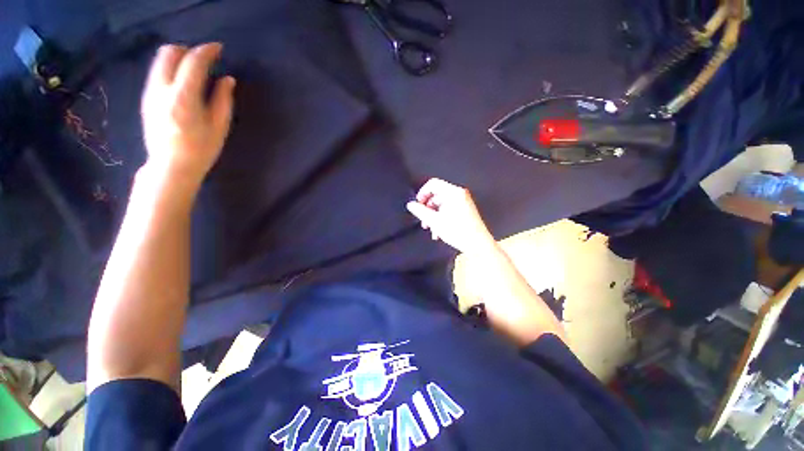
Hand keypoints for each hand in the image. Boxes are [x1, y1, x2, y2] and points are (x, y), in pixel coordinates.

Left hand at [140, 43, 235, 190]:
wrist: (171, 166)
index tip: (219, 48)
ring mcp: (150, 92)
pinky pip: (157, 73)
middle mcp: (162, 88)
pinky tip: (182, 82)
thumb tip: (227, 79)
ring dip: (178, 58)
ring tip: (194, 69)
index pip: (193, 61)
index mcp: (183, 96)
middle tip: (204, 59)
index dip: (207, 51)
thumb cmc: (201, 149)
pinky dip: (171, 69)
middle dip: (188, 50)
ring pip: (160, 61)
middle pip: (170, 53)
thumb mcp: (219, 126)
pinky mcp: (146, 98)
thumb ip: (223, 99)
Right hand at [406, 178, 495, 253]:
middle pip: (437, 195)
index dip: (422, 193)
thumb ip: (420, 211)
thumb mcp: (434, 221)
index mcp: (453, 192)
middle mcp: (459, 194)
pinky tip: (439, 232)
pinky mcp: (465, 210)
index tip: (417, 204)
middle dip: (427, 208)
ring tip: (431, 229)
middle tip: (423, 221)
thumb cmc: (457, 231)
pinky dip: (442, 218)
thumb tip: (411, 205)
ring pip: (442, 204)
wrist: (478, 244)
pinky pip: (449, 209)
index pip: (433, 184)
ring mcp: (463, 202)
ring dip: (434, 216)